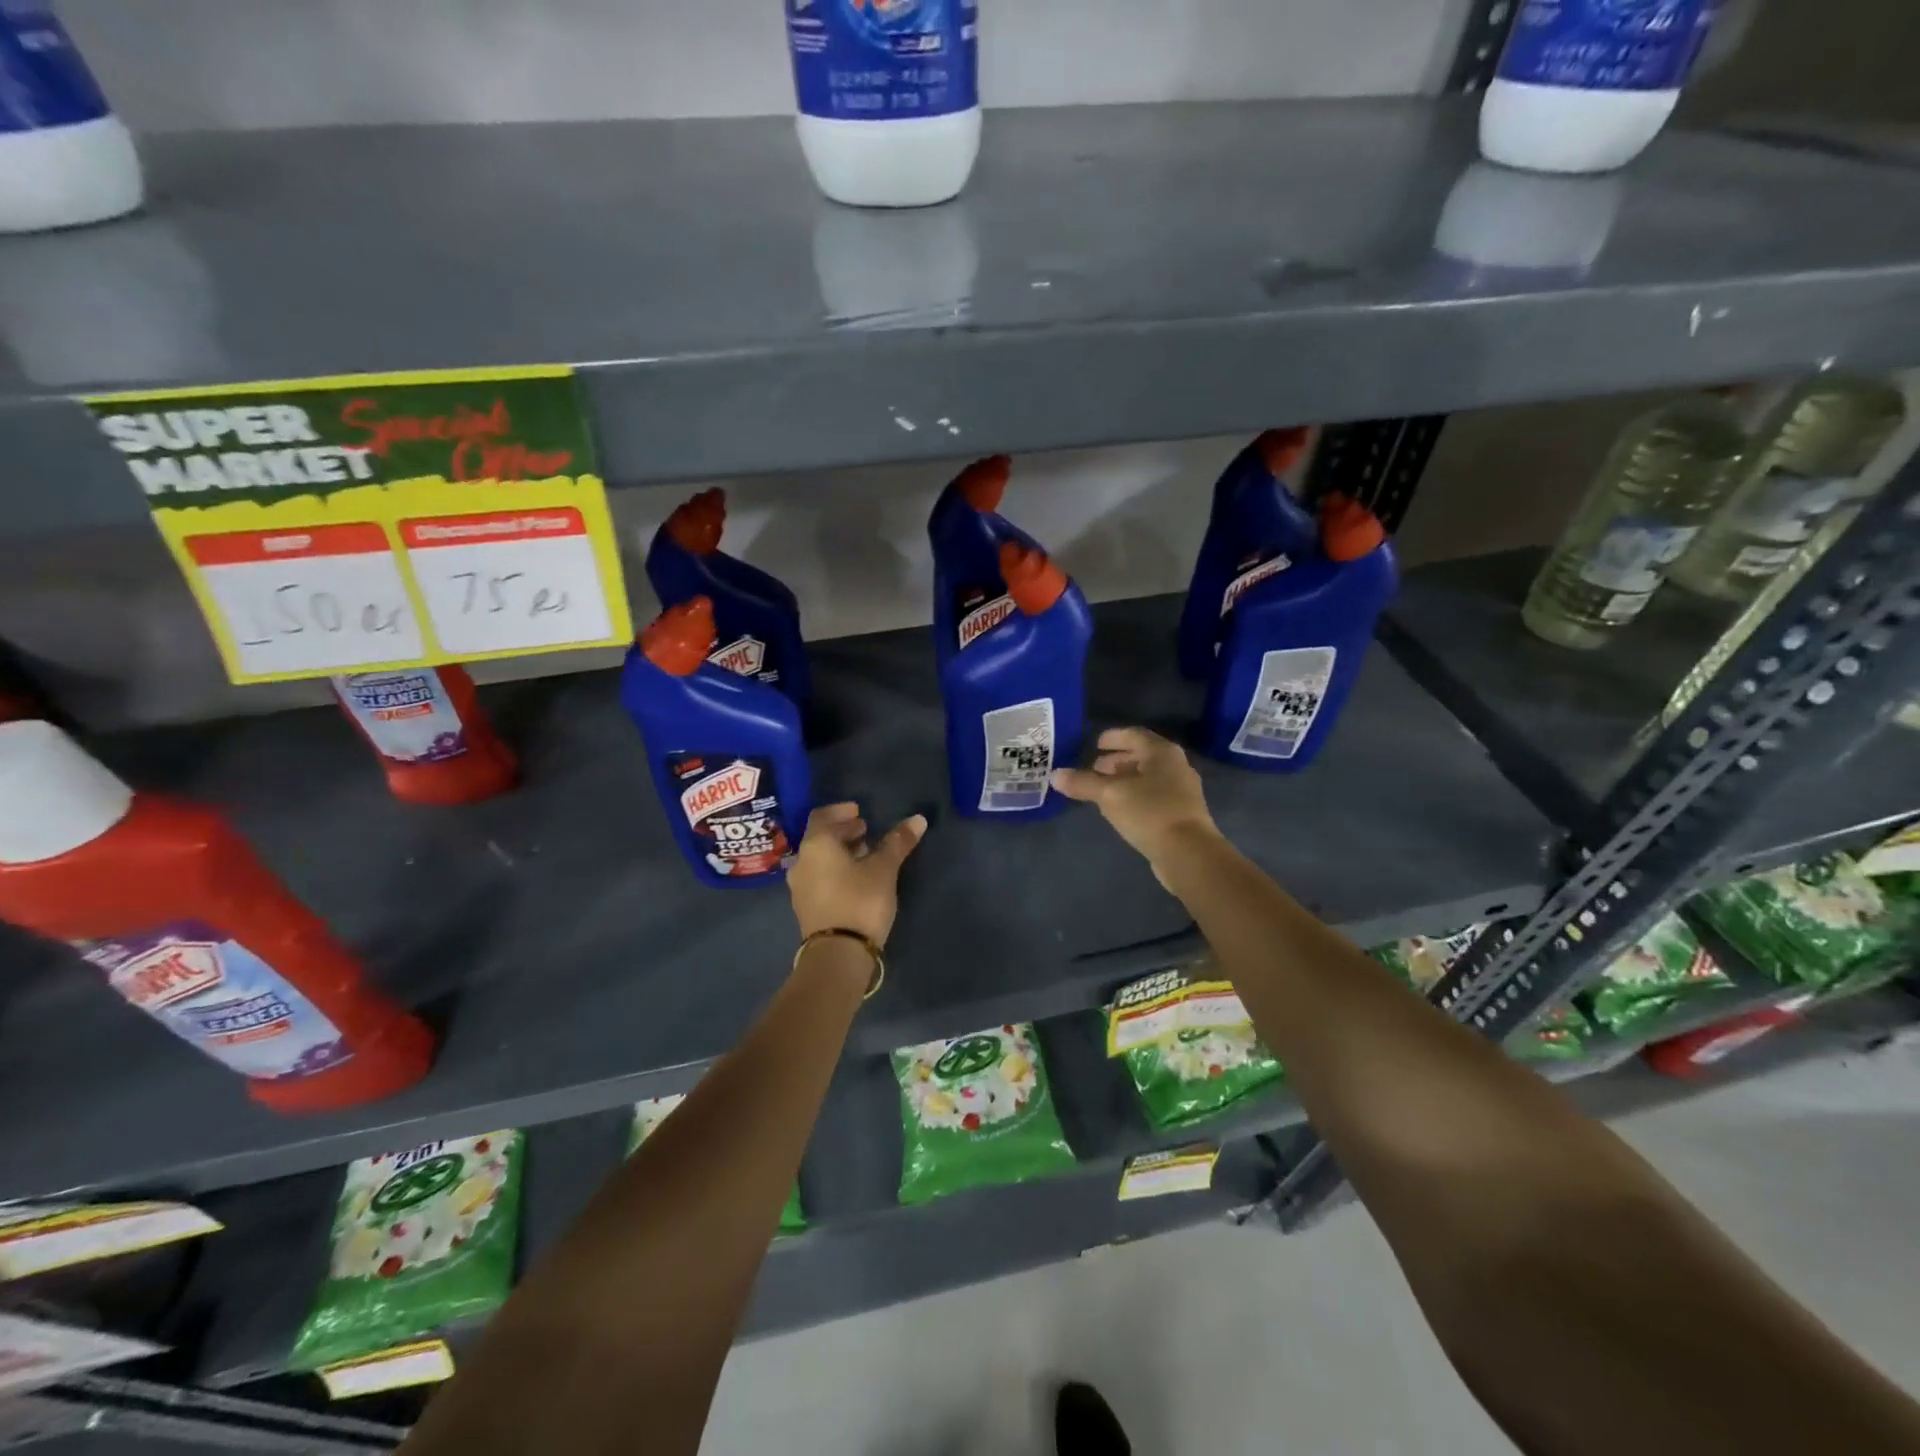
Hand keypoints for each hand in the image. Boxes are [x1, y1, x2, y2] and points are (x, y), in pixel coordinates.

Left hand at [788, 802, 927, 946]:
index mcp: (816, 845)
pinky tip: (856, 878)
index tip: (860, 811)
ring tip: (865, 853)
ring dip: (840, 852)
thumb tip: (918, 819)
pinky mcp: (806, 907)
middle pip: (820, 837)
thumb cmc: (860, 900)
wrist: (838, 954)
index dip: (841, 811)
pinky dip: (835, 869)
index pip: (822, 816)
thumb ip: (898, 842)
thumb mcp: (884, 869)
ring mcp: (800, 886)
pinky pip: (819, 877)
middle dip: (843, 831)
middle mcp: (802, 861)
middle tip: (866, 829)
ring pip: (819, 859)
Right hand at [1050, 727, 1220, 880]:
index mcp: (1161, 752)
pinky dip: (1136, 794)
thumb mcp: (1109, 795)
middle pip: (1143, 755)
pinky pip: (1155, 795)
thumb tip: (1055, 775)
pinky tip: (1122, 808)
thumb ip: (1082, 783)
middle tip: (1095, 768)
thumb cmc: (1149, 812)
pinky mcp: (1183, 813)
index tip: (1095, 744)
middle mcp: (1176, 765)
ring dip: (1126, 779)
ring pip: (1149, 776)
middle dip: (1117, 760)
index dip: (1113, 737)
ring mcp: (1183, 790)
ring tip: (1104, 788)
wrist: (1188, 853)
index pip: (1134, 735)